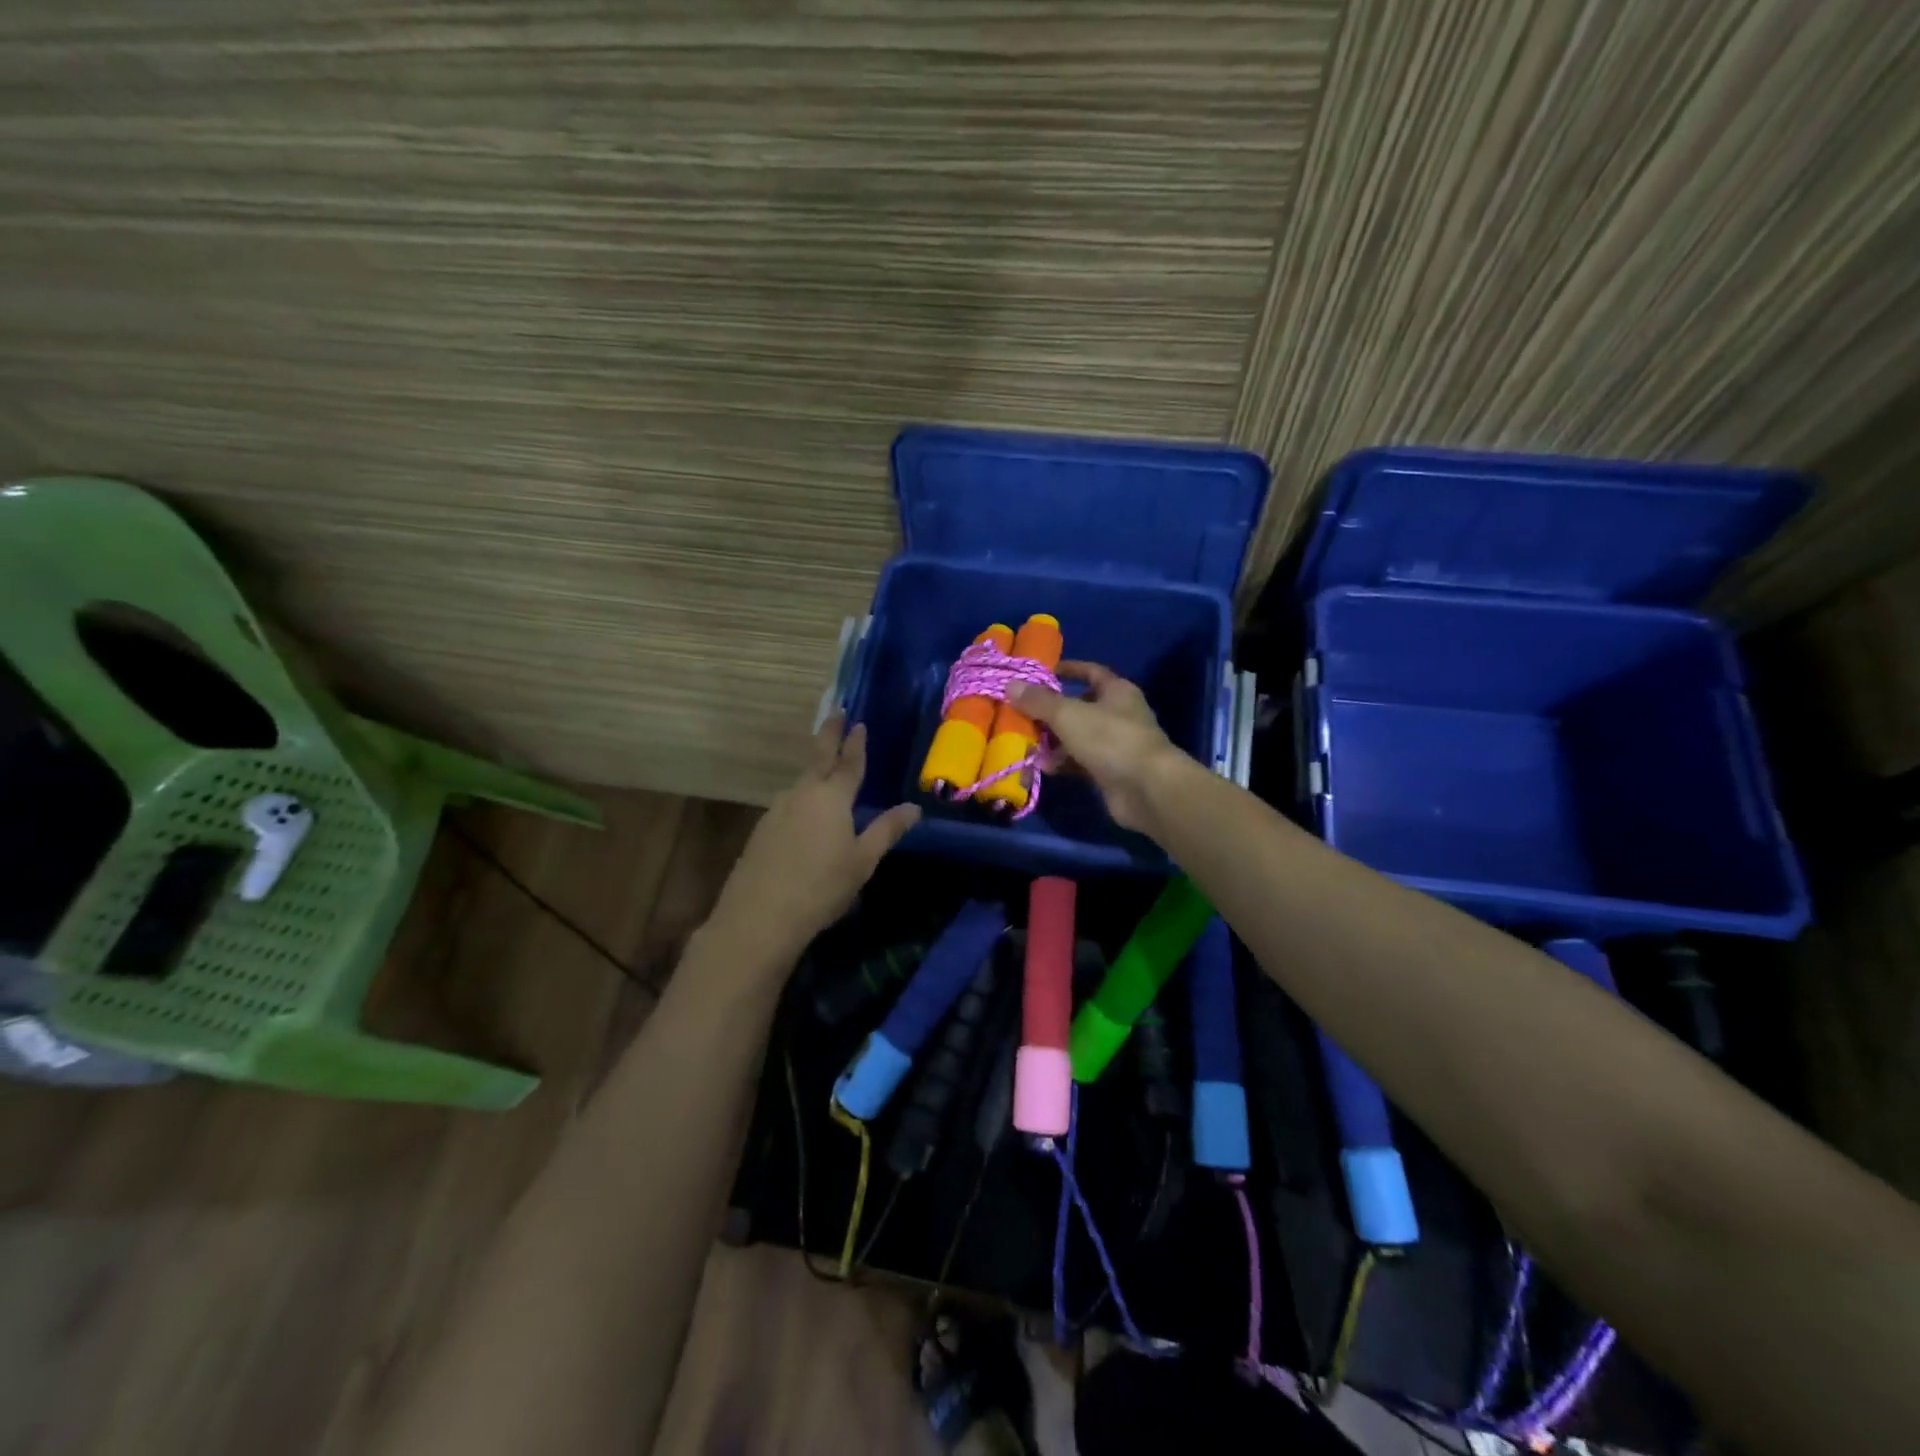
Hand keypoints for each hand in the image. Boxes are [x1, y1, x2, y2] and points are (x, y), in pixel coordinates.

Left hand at [710, 715, 920, 957]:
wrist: (759, 916)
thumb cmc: (821, 887)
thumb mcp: (863, 861)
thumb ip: (887, 830)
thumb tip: (913, 808)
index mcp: (832, 797)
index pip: (848, 762)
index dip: (855, 743)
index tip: (858, 722)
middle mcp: (802, 794)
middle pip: (818, 758)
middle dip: (829, 735)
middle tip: (835, 714)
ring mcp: (777, 810)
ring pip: (801, 782)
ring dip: (814, 769)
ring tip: (825, 766)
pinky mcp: (761, 829)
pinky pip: (788, 803)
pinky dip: (801, 797)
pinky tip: (804, 812)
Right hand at [1007, 661, 1183, 834]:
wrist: (1146, 788)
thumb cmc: (1110, 739)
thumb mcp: (1068, 715)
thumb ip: (1039, 701)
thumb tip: (1011, 684)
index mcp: (1117, 691)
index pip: (1091, 672)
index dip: (1068, 670)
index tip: (1042, 673)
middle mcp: (1119, 714)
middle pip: (1081, 706)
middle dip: (1052, 711)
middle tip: (1025, 714)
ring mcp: (1117, 745)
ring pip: (1079, 737)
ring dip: (1054, 741)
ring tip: (1028, 744)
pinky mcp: (1111, 772)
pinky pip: (1081, 762)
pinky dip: (1064, 763)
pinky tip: (1044, 768)